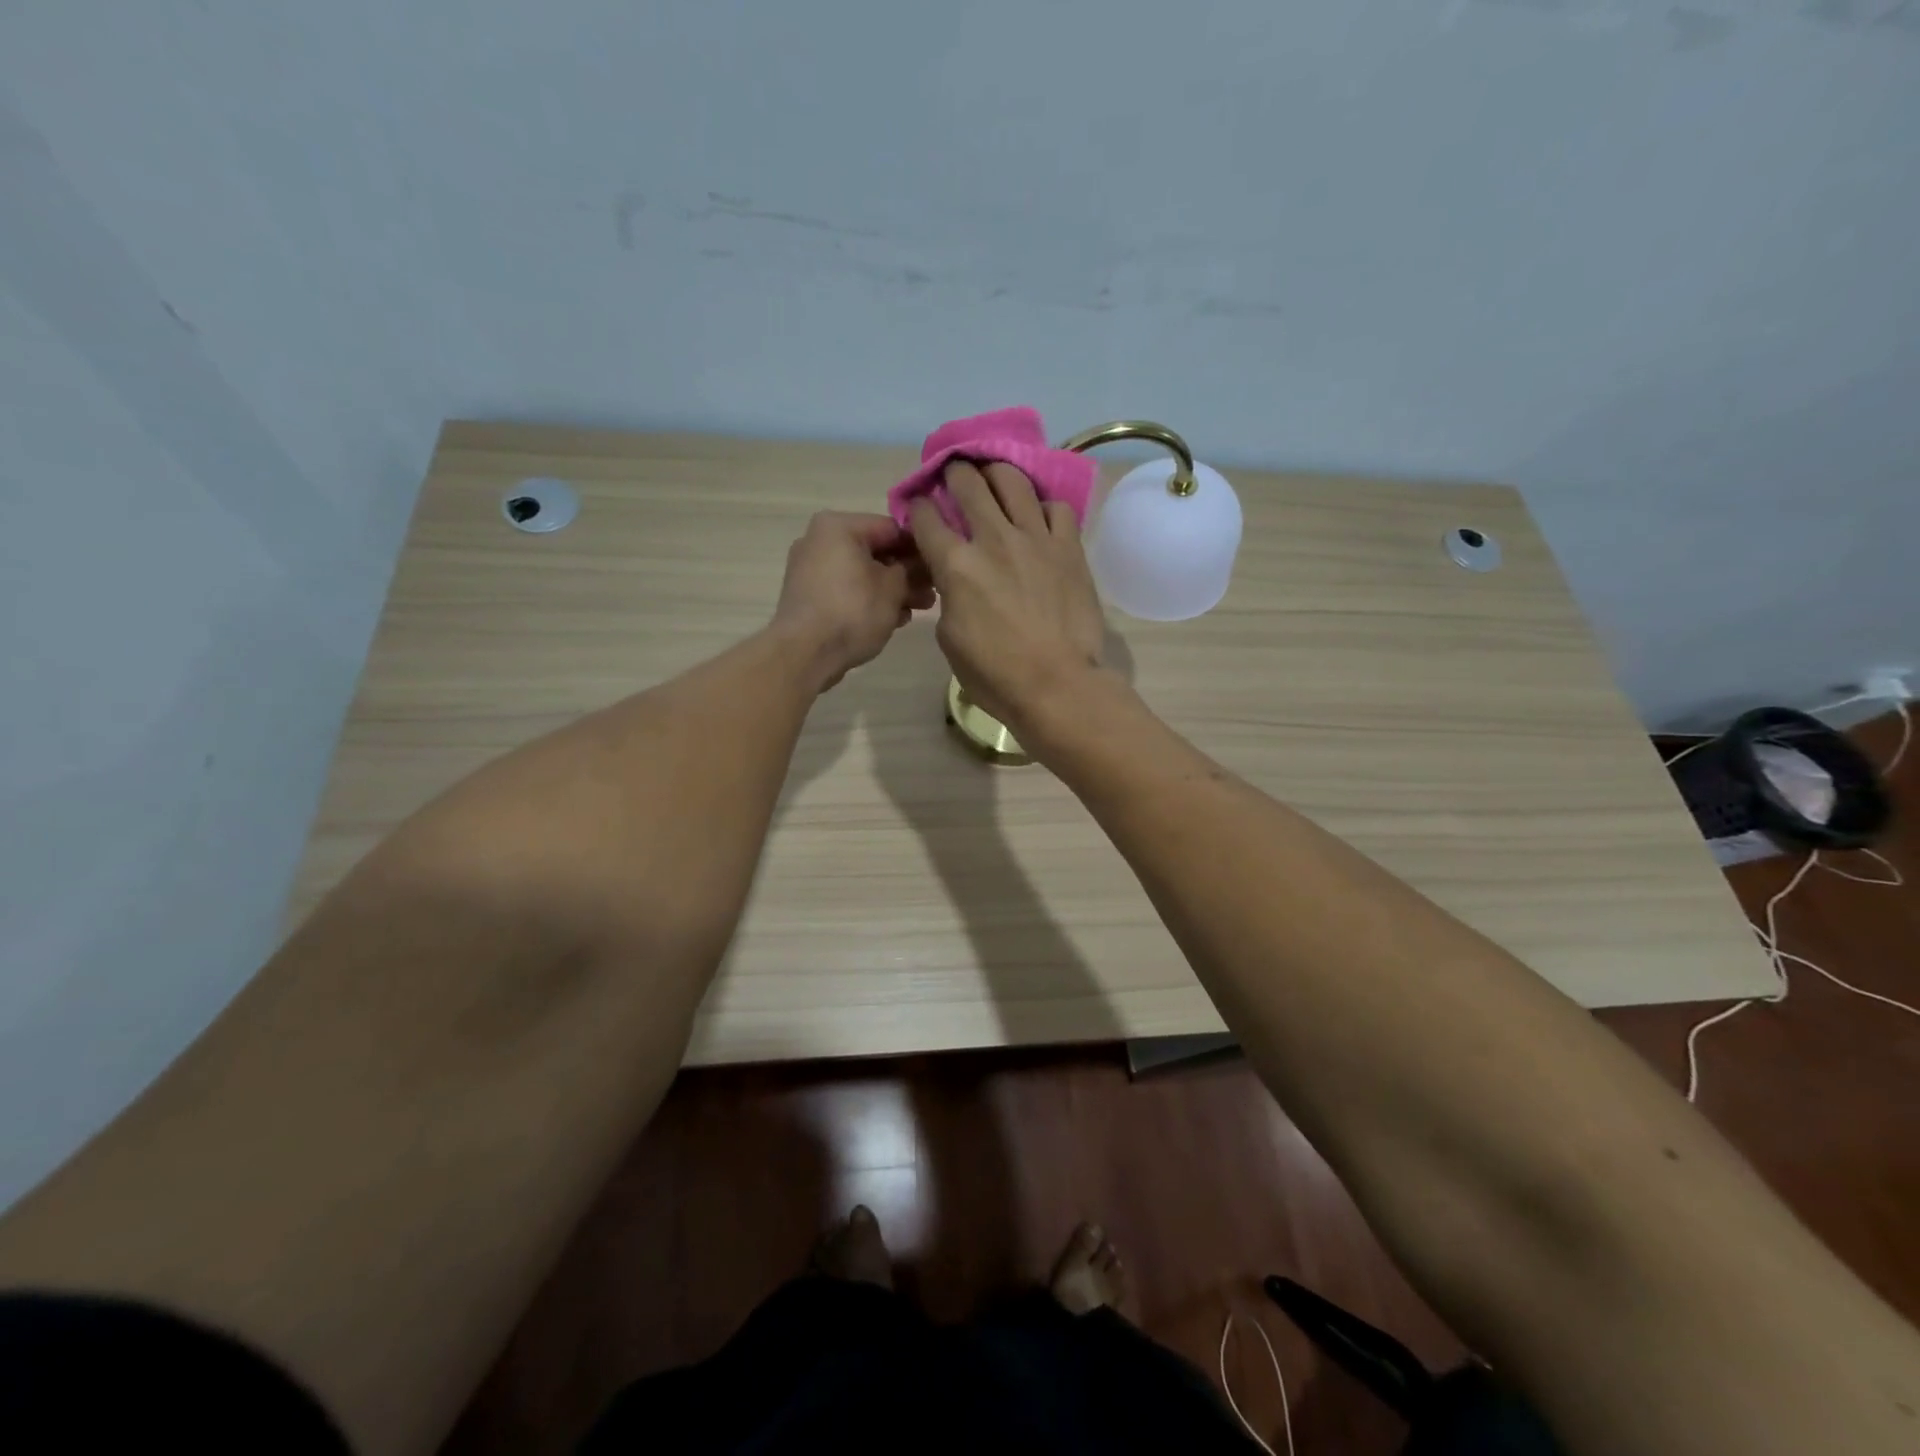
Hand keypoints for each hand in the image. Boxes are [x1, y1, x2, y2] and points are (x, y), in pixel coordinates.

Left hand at [773, 512, 933, 691]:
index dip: (920, 549)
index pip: (891, 528)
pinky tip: (893, 619)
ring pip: (862, 573)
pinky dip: (869, 600)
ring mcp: (810, 569)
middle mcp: (819, 540)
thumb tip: (918, 566)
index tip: (939, 570)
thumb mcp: (893, 588)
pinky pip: (846, 590)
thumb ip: (911, 570)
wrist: (805, 653)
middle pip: (875, 552)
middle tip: (932, 594)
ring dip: (892, 590)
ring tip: (918, 610)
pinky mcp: (808, 596)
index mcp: (838, 526)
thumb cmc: (853, 611)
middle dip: (906, 574)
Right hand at [908, 461, 1109, 737]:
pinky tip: (1038, 519)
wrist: (1056, 684)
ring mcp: (1035, 538)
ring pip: (1013, 480)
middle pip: (967, 482)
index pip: (925, 516)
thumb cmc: (994, 673)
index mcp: (956, 564)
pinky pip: (1056, 507)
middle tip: (954, 479)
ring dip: (996, 474)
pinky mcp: (1069, 547)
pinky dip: (1042, 507)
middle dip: (954, 474)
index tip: (919, 509)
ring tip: (994, 480)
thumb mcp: (949, 637)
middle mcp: (993, 539)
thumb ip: (948, 595)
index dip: (917, 507)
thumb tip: (955, 577)